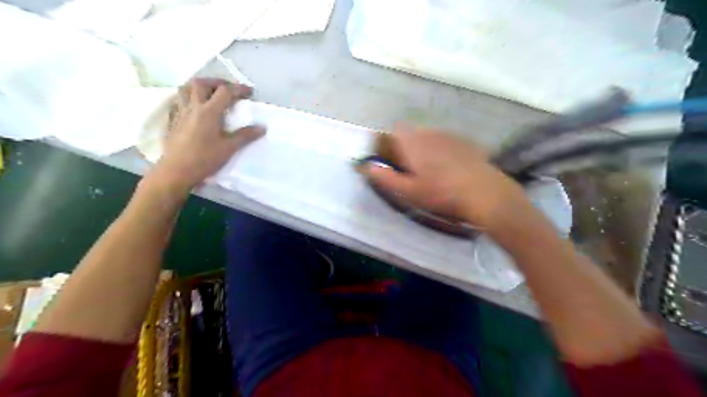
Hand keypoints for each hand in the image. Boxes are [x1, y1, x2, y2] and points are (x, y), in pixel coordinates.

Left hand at [153, 77, 264, 190]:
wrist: (176, 171)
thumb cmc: (204, 159)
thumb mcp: (229, 148)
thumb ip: (245, 136)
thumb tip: (262, 127)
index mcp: (209, 112)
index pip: (225, 92)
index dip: (239, 89)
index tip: (250, 92)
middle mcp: (193, 107)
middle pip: (202, 83)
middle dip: (217, 82)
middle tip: (228, 90)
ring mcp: (180, 113)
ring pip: (186, 88)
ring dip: (199, 86)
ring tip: (210, 94)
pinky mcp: (173, 121)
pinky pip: (179, 101)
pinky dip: (188, 98)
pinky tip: (194, 107)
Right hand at [364, 125, 529, 231]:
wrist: (485, 193)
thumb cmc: (442, 194)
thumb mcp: (410, 191)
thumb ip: (387, 178)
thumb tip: (367, 167)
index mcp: (414, 143)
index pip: (396, 130)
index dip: (389, 139)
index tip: (390, 156)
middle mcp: (431, 133)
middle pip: (413, 132)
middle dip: (408, 145)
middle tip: (410, 168)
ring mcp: (450, 136)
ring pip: (430, 136)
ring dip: (425, 146)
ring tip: (430, 169)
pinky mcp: (466, 142)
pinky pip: (447, 141)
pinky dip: (442, 149)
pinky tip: (450, 167)